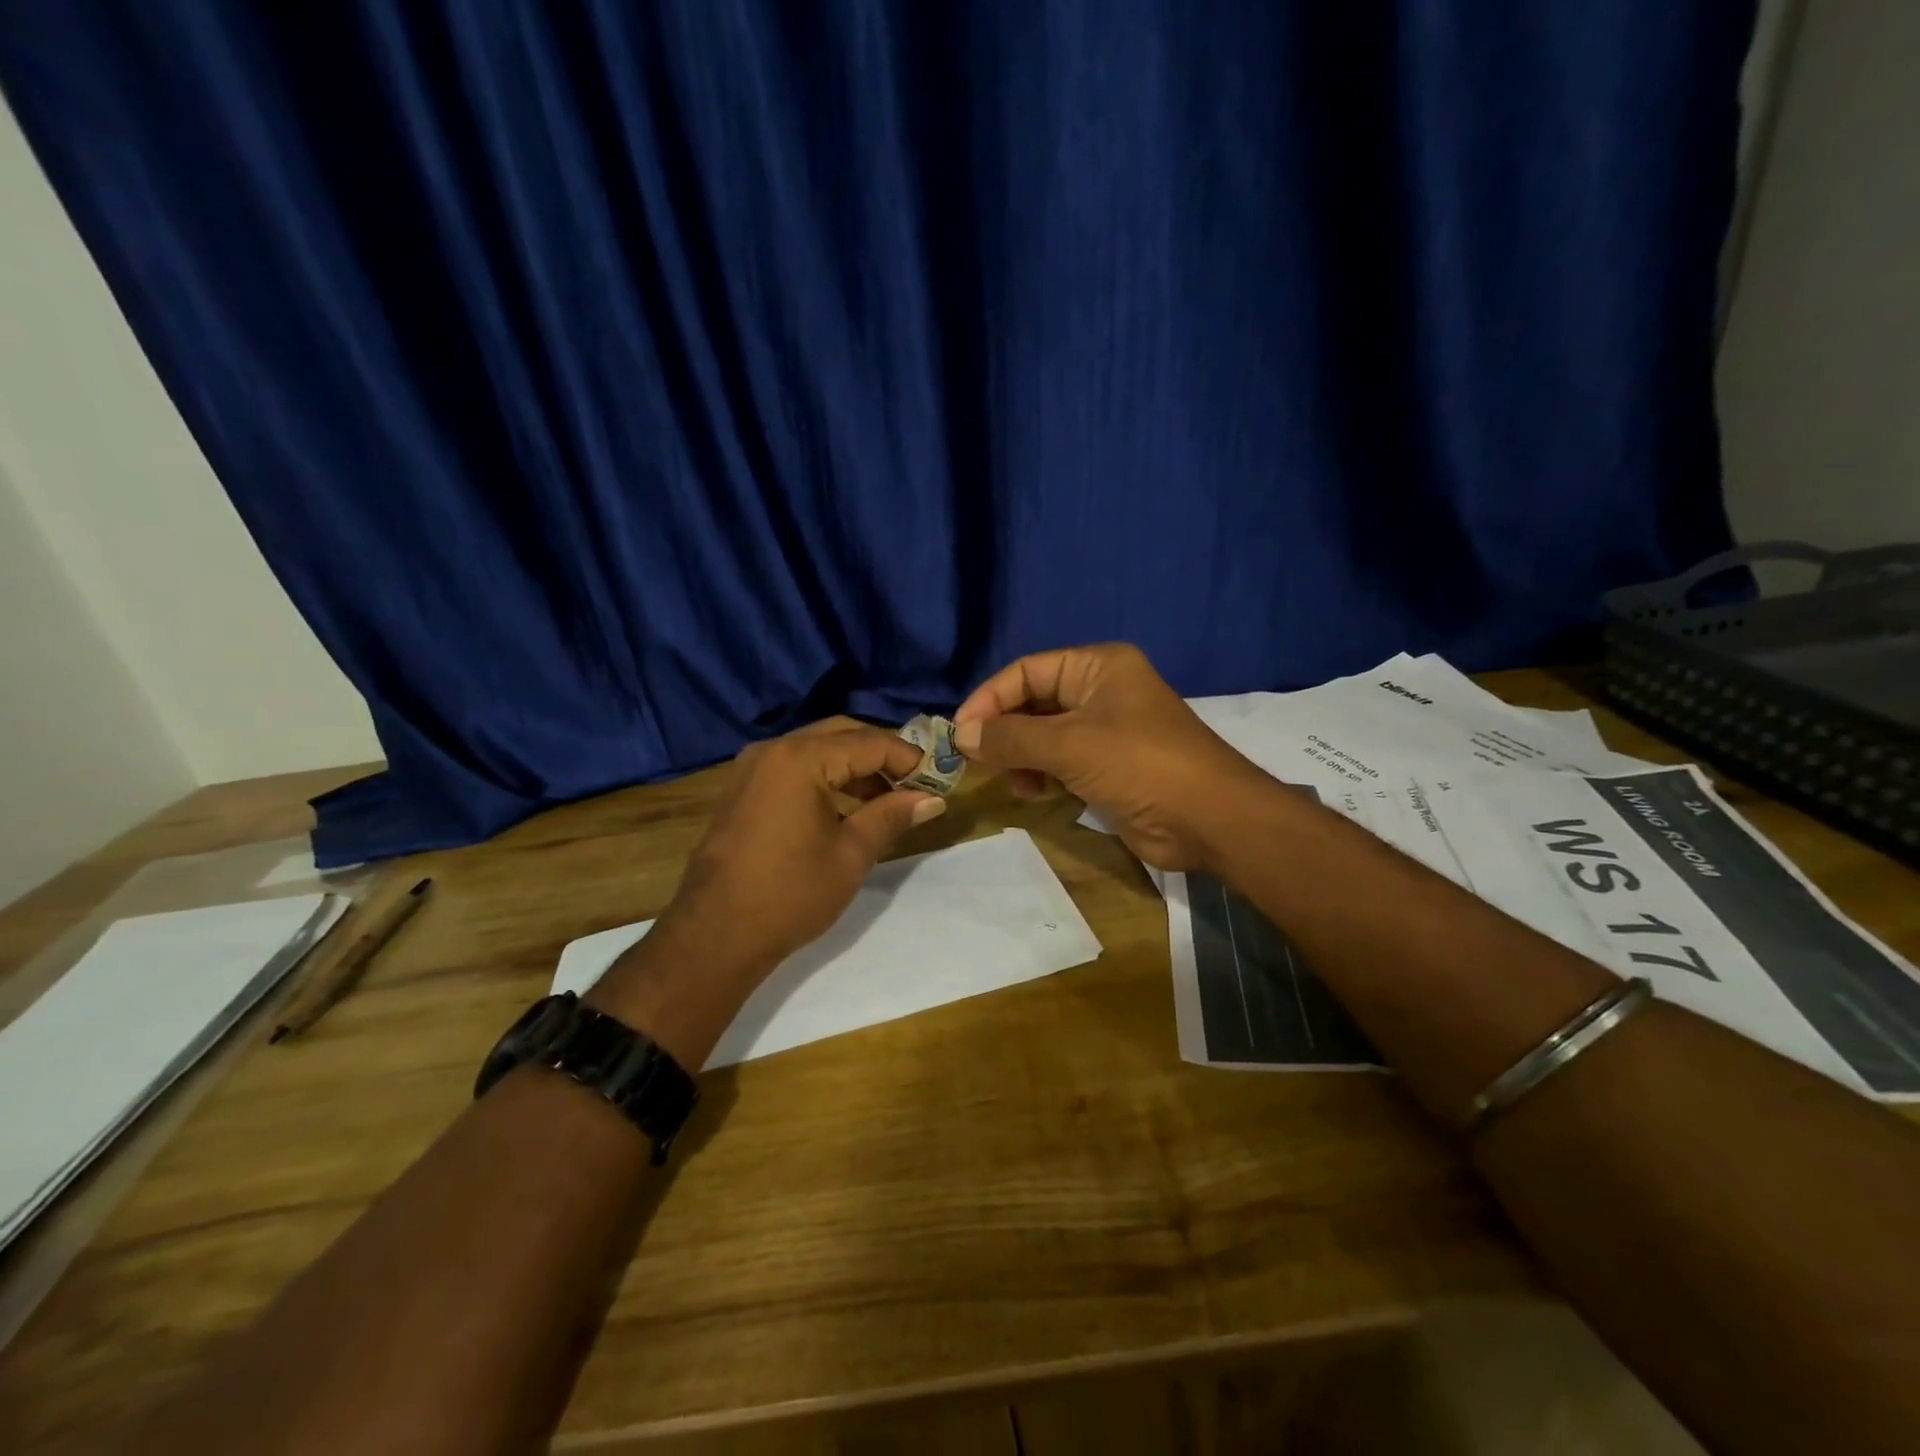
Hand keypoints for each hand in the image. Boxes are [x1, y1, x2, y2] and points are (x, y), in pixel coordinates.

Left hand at [588, 719, 942, 1063]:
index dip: (909, 759)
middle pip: (841, 735)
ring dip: (854, 767)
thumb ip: (892, 815)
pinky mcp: (743, 789)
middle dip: (882, 756)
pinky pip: (794, 768)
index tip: (938, 780)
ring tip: (887, 799)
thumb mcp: (851, 853)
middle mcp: (773, 750)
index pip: (870, 743)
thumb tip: (932, 799)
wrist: (715, 936)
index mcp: (800, 758)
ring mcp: (752, 768)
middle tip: (915, 785)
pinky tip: (847, 807)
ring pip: (817, 749)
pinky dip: (826, 778)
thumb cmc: (790, 893)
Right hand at [952, 644, 1276, 871]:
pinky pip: (1062, 762)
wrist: (1210, 819)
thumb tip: (962, 736)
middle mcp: (1101, 691)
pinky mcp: (1110, 767)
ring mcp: (1107, 730)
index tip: (959, 732)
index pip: (1027, 670)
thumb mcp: (1069, 745)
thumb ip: (1011, 738)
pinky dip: (1042, 774)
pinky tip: (1032, 792)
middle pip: (1035, 702)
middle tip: (974, 760)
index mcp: (1098, 666)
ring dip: (1021, 756)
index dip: (990, 698)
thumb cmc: (1139, 764)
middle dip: (1004, 731)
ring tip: (1010, 780)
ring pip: (1045, 735)